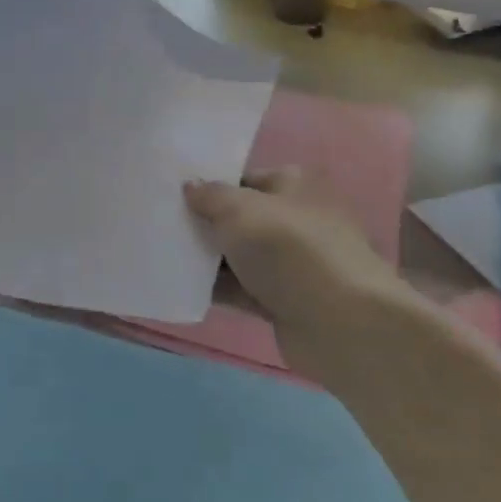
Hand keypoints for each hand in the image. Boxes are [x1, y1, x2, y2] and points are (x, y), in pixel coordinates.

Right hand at [183, 169, 417, 379]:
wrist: (339, 322)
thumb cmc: (289, 249)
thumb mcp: (240, 210)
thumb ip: (210, 196)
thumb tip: (190, 186)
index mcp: (293, 185)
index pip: (244, 179)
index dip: (210, 186)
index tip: (173, 196)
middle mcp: (295, 219)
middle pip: (240, 218)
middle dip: (205, 224)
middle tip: (160, 226)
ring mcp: (291, 263)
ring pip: (240, 255)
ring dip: (208, 259)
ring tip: (161, 256)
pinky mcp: (284, 301)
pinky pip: (242, 289)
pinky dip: (218, 289)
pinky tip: (182, 288)